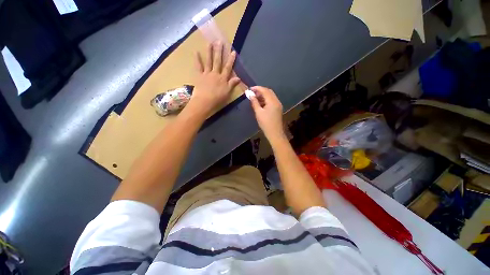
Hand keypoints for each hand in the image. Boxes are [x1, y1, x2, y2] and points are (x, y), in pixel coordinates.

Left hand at [187, 41, 240, 117]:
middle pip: (218, 61)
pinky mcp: (199, 76)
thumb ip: (232, 84)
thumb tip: (239, 78)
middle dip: (219, 51)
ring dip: (209, 52)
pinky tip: (196, 52)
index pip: (228, 68)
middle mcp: (215, 74)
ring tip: (210, 42)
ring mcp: (207, 74)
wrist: (205, 101)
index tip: (233, 51)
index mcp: (223, 79)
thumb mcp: (227, 93)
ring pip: (209, 61)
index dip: (231, 60)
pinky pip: (198, 66)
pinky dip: (197, 59)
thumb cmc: (217, 99)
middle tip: (220, 41)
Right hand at [249, 86, 285, 141]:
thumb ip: (254, 102)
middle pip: (269, 92)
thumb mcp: (258, 112)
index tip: (250, 89)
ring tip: (255, 98)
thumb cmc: (266, 123)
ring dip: (263, 95)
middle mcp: (277, 101)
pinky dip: (266, 99)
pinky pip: (272, 101)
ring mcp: (278, 105)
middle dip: (260, 91)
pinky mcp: (278, 109)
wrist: (275, 133)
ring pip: (270, 96)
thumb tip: (250, 94)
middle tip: (252, 93)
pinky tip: (260, 103)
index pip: (265, 90)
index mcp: (272, 101)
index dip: (257, 88)